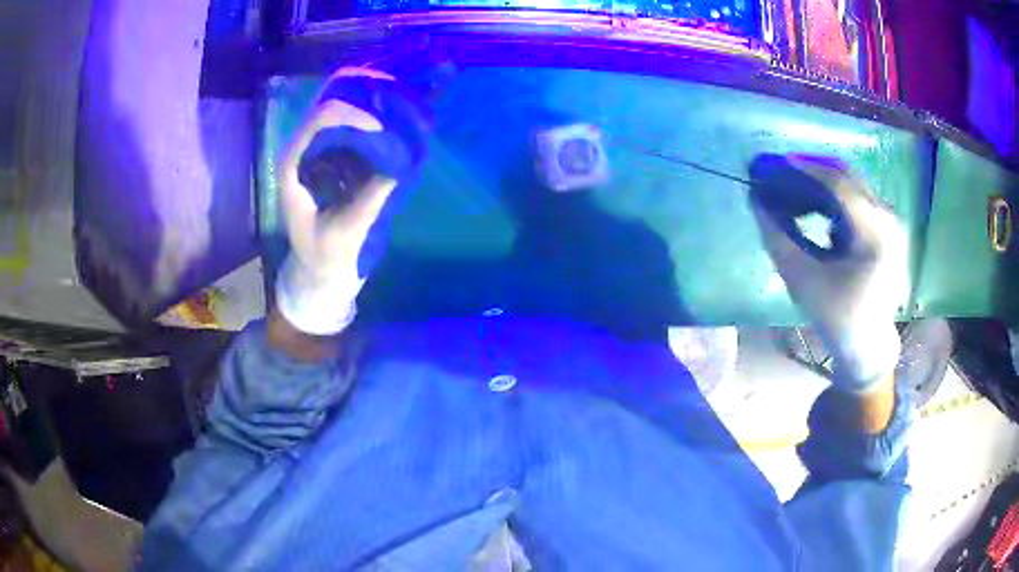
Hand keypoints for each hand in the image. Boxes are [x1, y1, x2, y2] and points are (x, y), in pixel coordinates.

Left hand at [276, 68, 425, 334]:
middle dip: (364, 105)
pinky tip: (392, 130)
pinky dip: (370, 128)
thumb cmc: (324, 255)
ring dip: (369, 112)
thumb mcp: (348, 231)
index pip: (318, 122)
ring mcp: (314, 155)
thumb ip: (371, 196)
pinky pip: (348, 133)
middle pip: (329, 110)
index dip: (351, 116)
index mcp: (293, 168)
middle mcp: (301, 152)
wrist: (316, 271)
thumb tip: (399, 161)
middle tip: (397, 108)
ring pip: (340, 116)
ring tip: (399, 113)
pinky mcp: (329, 161)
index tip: (381, 128)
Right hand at [750, 154, 908, 393]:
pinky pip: (860, 200)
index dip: (804, 168)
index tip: (774, 163)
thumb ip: (778, 236)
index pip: (838, 183)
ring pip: (853, 186)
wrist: (869, 346)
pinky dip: (837, 200)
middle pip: (847, 177)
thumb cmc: (837, 317)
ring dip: (823, 186)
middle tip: (782, 176)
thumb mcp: (803, 280)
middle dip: (811, 172)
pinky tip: (820, 218)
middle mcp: (889, 220)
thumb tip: (756, 199)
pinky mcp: (889, 229)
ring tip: (796, 195)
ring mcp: (892, 223)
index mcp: (875, 234)